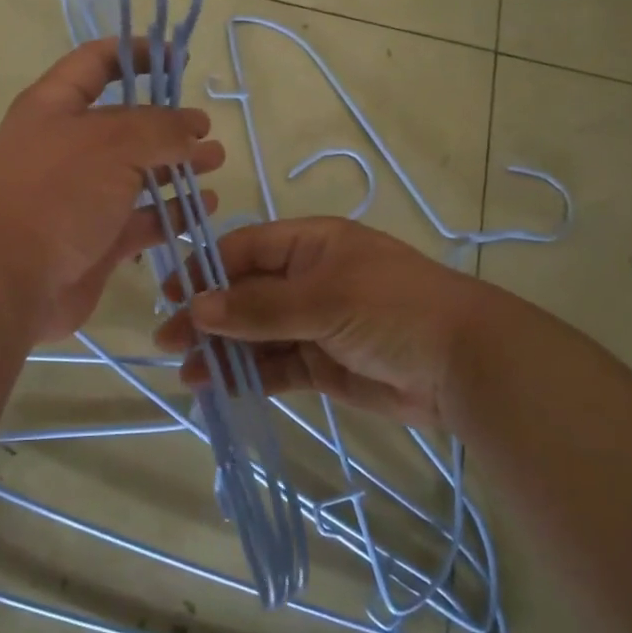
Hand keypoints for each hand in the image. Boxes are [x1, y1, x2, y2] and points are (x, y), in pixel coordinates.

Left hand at [0, 40, 225, 342]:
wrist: (4, 280)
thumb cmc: (55, 192)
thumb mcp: (112, 143)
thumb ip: (160, 129)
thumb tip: (192, 128)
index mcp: (56, 107)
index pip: (98, 63)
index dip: (137, 54)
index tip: (180, 59)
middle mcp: (69, 147)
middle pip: (126, 124)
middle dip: (169, 123)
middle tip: (207, 129)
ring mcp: (82, 197)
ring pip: (138, 174)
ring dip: (178, 167)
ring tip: (216, 162)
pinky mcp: (97, 240)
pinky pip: (142, 220)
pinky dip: (172, 213)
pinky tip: (204, 208)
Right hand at [152, 217, 489, 429]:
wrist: (464, 365)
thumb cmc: (393, 309)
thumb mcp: (324, 299)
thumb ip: (260, 307)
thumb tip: (198, 308)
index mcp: (312, 245)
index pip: (246, 249)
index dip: (207, 269)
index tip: (172, 296)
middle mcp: (309, 279)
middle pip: (246, 294)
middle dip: (208, 316)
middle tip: (167, 341)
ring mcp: (315, 323)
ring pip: (257, 334)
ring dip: (223, 350)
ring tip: (188, 374)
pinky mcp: (323, 365)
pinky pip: (276, 366)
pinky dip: (249, 375)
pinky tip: (219, 387)